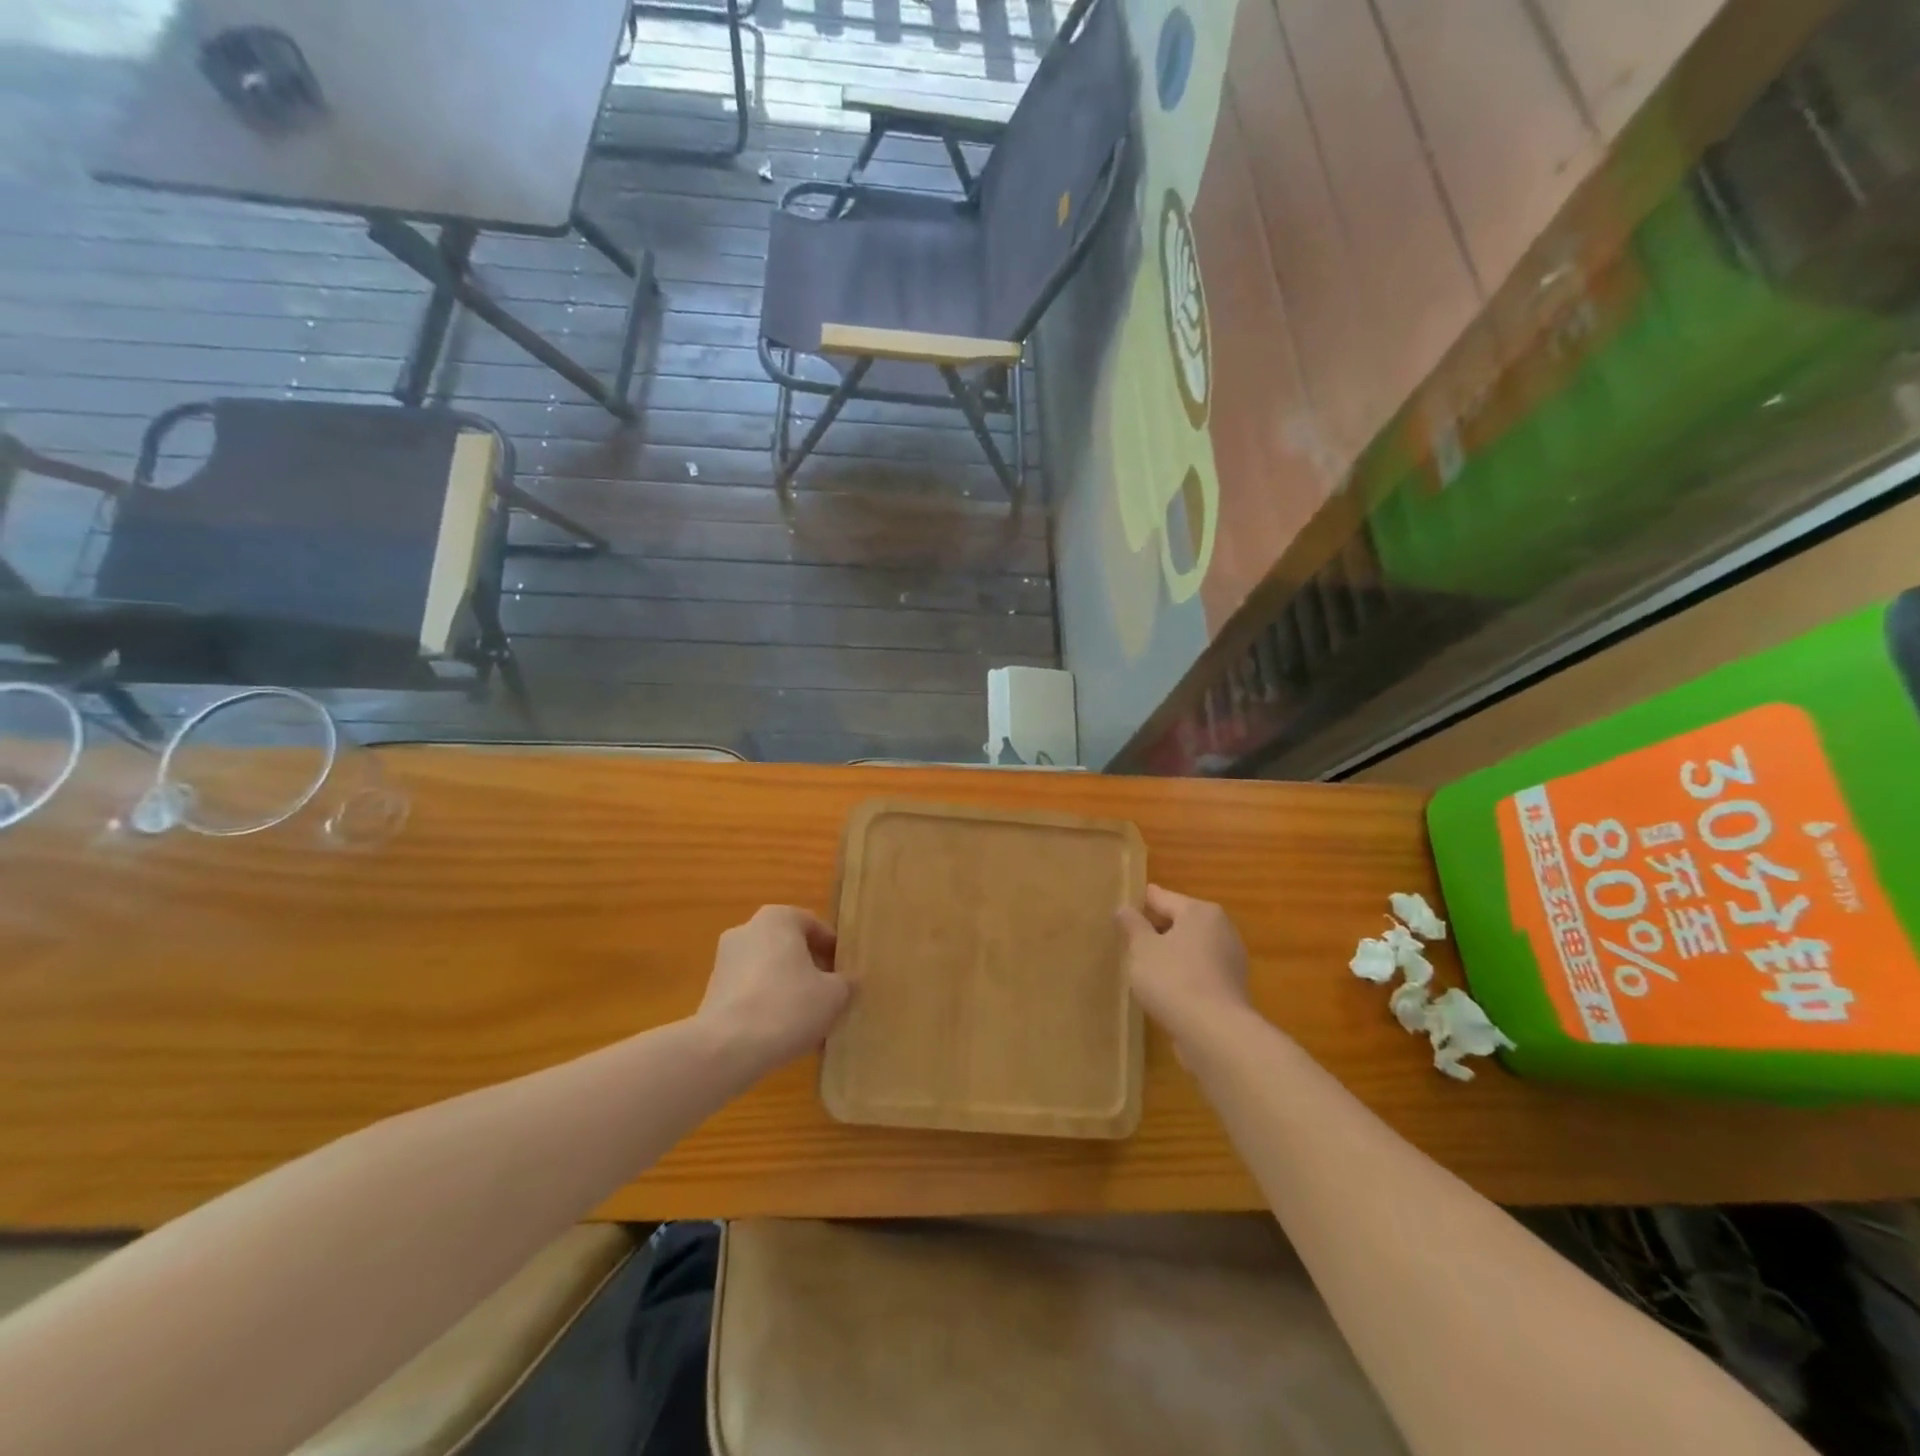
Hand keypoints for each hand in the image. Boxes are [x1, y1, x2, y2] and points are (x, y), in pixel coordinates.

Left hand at [696, 906, 851, 1073]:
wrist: (726, 1048)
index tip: (845, 975)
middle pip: (790, 948)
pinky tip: (782, 1036)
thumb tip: (848, 982)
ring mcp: (725, 961)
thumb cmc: (787, 1006)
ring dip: (789, 991)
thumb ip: (846, 982)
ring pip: (769, 972)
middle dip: (810, 971)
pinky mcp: (712, 993)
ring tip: (808, 1023)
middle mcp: (747, 930)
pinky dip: (767, 1007)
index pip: (814, 926)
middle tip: (829, 997)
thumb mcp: (833, 995)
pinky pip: (750, 993)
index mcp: (777, 918)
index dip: (834, 951)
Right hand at [1117, 885, 1252, 1051]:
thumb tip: (1124, 908)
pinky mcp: (1231, 989)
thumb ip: (1132, 925)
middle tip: (1130, 937)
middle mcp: (1221, 929)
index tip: (1125, 903)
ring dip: (1171, 953)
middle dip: (1157, 928)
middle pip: (1181, 922)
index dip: (1142, 901)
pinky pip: (1199, 972)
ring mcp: (1230, 960)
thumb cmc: (1173, 978)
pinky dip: (1183, 974)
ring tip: (1143, 964)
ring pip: (1191, 948)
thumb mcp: (1142, 948)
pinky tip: (1165, 987)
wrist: (1214, 1033)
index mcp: (1200, 912)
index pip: (1163, 898)